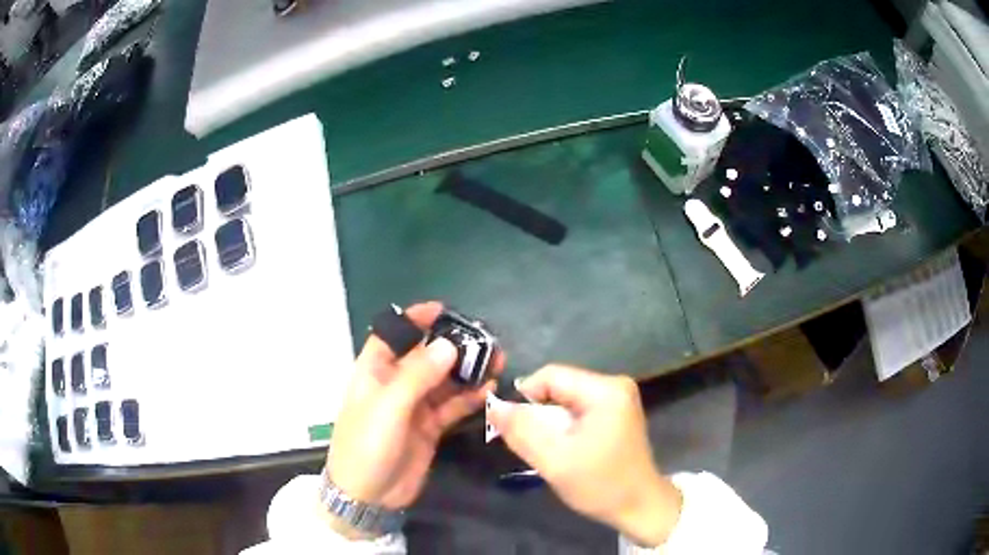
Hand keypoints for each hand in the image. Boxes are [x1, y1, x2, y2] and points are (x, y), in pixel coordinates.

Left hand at [327, 302, 502, 522]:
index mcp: (374, 371)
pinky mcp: (430, 427)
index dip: (414, 320)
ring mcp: (414, 406)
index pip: (393, 335)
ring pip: (444, 380)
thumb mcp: (388, 407)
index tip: (444, 310)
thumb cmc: (367, 445)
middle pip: (425, 356)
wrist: (369, 496)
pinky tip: (489, 388)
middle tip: (485, 339)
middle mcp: (395, 384)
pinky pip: (452, 405)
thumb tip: (448, 344)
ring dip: (467, 370)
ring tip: (496, 360)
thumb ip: (417, 375)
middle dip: (452, 346)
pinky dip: (469, 397)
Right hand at [487, 365, 681, 546]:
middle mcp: (615, 385)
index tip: (515, 430)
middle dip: (539, 415)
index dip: (525, 398)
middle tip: (534, 446)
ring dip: (551, 424)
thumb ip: (521, 431)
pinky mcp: (617, 413)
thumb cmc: (600, 485)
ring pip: (566, 401)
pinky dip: (565, 428)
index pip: (550, 376)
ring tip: (550, 451)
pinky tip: (567, 450)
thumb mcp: (554, 461)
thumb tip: (494, 407)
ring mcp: (618, 399)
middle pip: (559, 387)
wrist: (640, 507)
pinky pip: (579, 411)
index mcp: (605, 390)